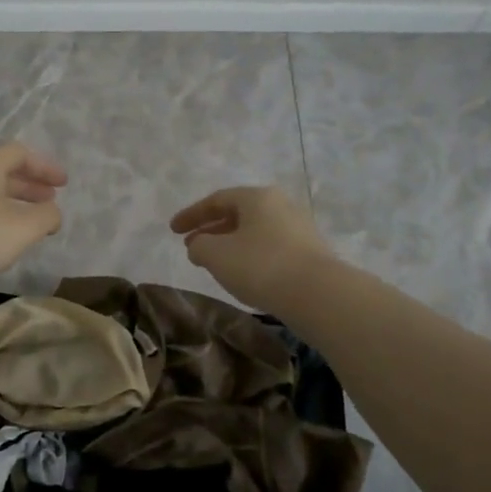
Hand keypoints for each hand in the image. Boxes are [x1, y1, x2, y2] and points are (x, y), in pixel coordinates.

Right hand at [170, 186, 333, 311]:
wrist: (318, 294)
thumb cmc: (261, 266)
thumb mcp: (216, 255)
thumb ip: (199, 245)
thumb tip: (199, 245)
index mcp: (257, 197)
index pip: (216, 200)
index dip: (191, 215)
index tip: (172, 230)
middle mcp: (280, 205)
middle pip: (238, 213)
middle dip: (211, 229)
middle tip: (191, 246)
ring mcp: (299, 228)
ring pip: (255, 231)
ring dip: (230, 244)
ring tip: (214, 263)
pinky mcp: (310, 253)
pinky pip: (270, 248)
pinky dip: (250, 256)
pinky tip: (243, 275)